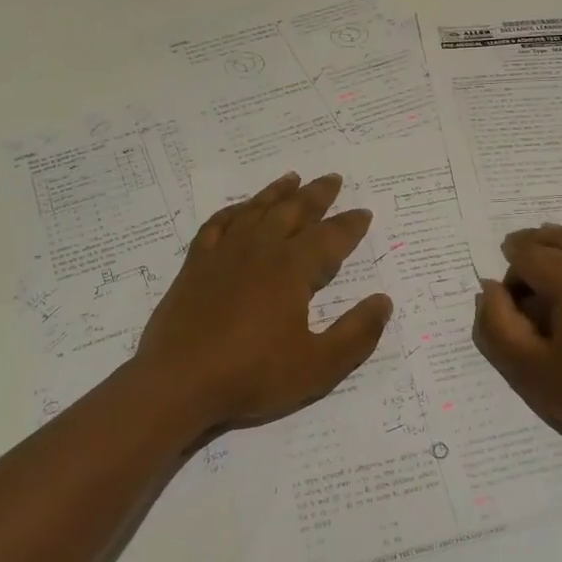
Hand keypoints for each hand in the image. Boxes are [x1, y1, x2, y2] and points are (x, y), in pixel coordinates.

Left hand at [131, 171, 393, 438]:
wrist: (178, 382)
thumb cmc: (252, 375)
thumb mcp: (318, 366)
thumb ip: (356, 334)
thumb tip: (383, 301)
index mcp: (291, 269)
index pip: (329, 237)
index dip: (350, 225)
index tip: (363, 212)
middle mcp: (259, 250)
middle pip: (292, 212)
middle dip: (316, 195)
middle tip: (332, 179)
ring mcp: (223, 254)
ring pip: (255, 211)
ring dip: (277, 193)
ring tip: (292, 179)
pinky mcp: (195, 265)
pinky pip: (217, 225)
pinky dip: (232, 212)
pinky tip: (239, 210)